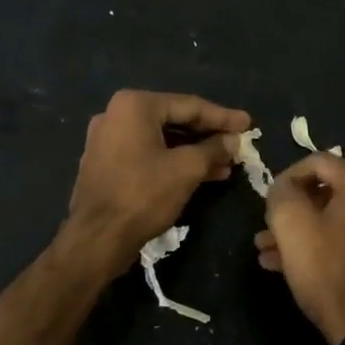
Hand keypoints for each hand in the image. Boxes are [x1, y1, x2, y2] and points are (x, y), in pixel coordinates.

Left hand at [61, 89, 251, 280]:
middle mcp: (117, 114)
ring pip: (161, 139)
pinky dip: (173, 161)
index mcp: (135, 105)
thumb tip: (233, 141)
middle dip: (208, 135)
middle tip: (238, 144)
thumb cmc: (143, 195)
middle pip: (174, 120)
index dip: (223, 117)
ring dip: (193, 151)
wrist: (96, 239)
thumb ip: (213, 149)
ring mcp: (108, 139)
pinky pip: (147, 153)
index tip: (248, 124)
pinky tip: (200, 174)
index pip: (189, 105)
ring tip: (225, 164)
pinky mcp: (106, 162)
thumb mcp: (186, 169)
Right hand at [257, 152, 344, 344]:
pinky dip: (325, 246)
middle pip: (329, 193)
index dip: (286, 177)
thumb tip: (283, 187)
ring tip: (270, 252)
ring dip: (304, 232)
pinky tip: (292, 266)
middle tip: (266, 230)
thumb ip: (281, 193)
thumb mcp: (291, 225)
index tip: (268, 201)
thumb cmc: (328, 270)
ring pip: (338, 220)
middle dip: (292, 211)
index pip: (318, 162)